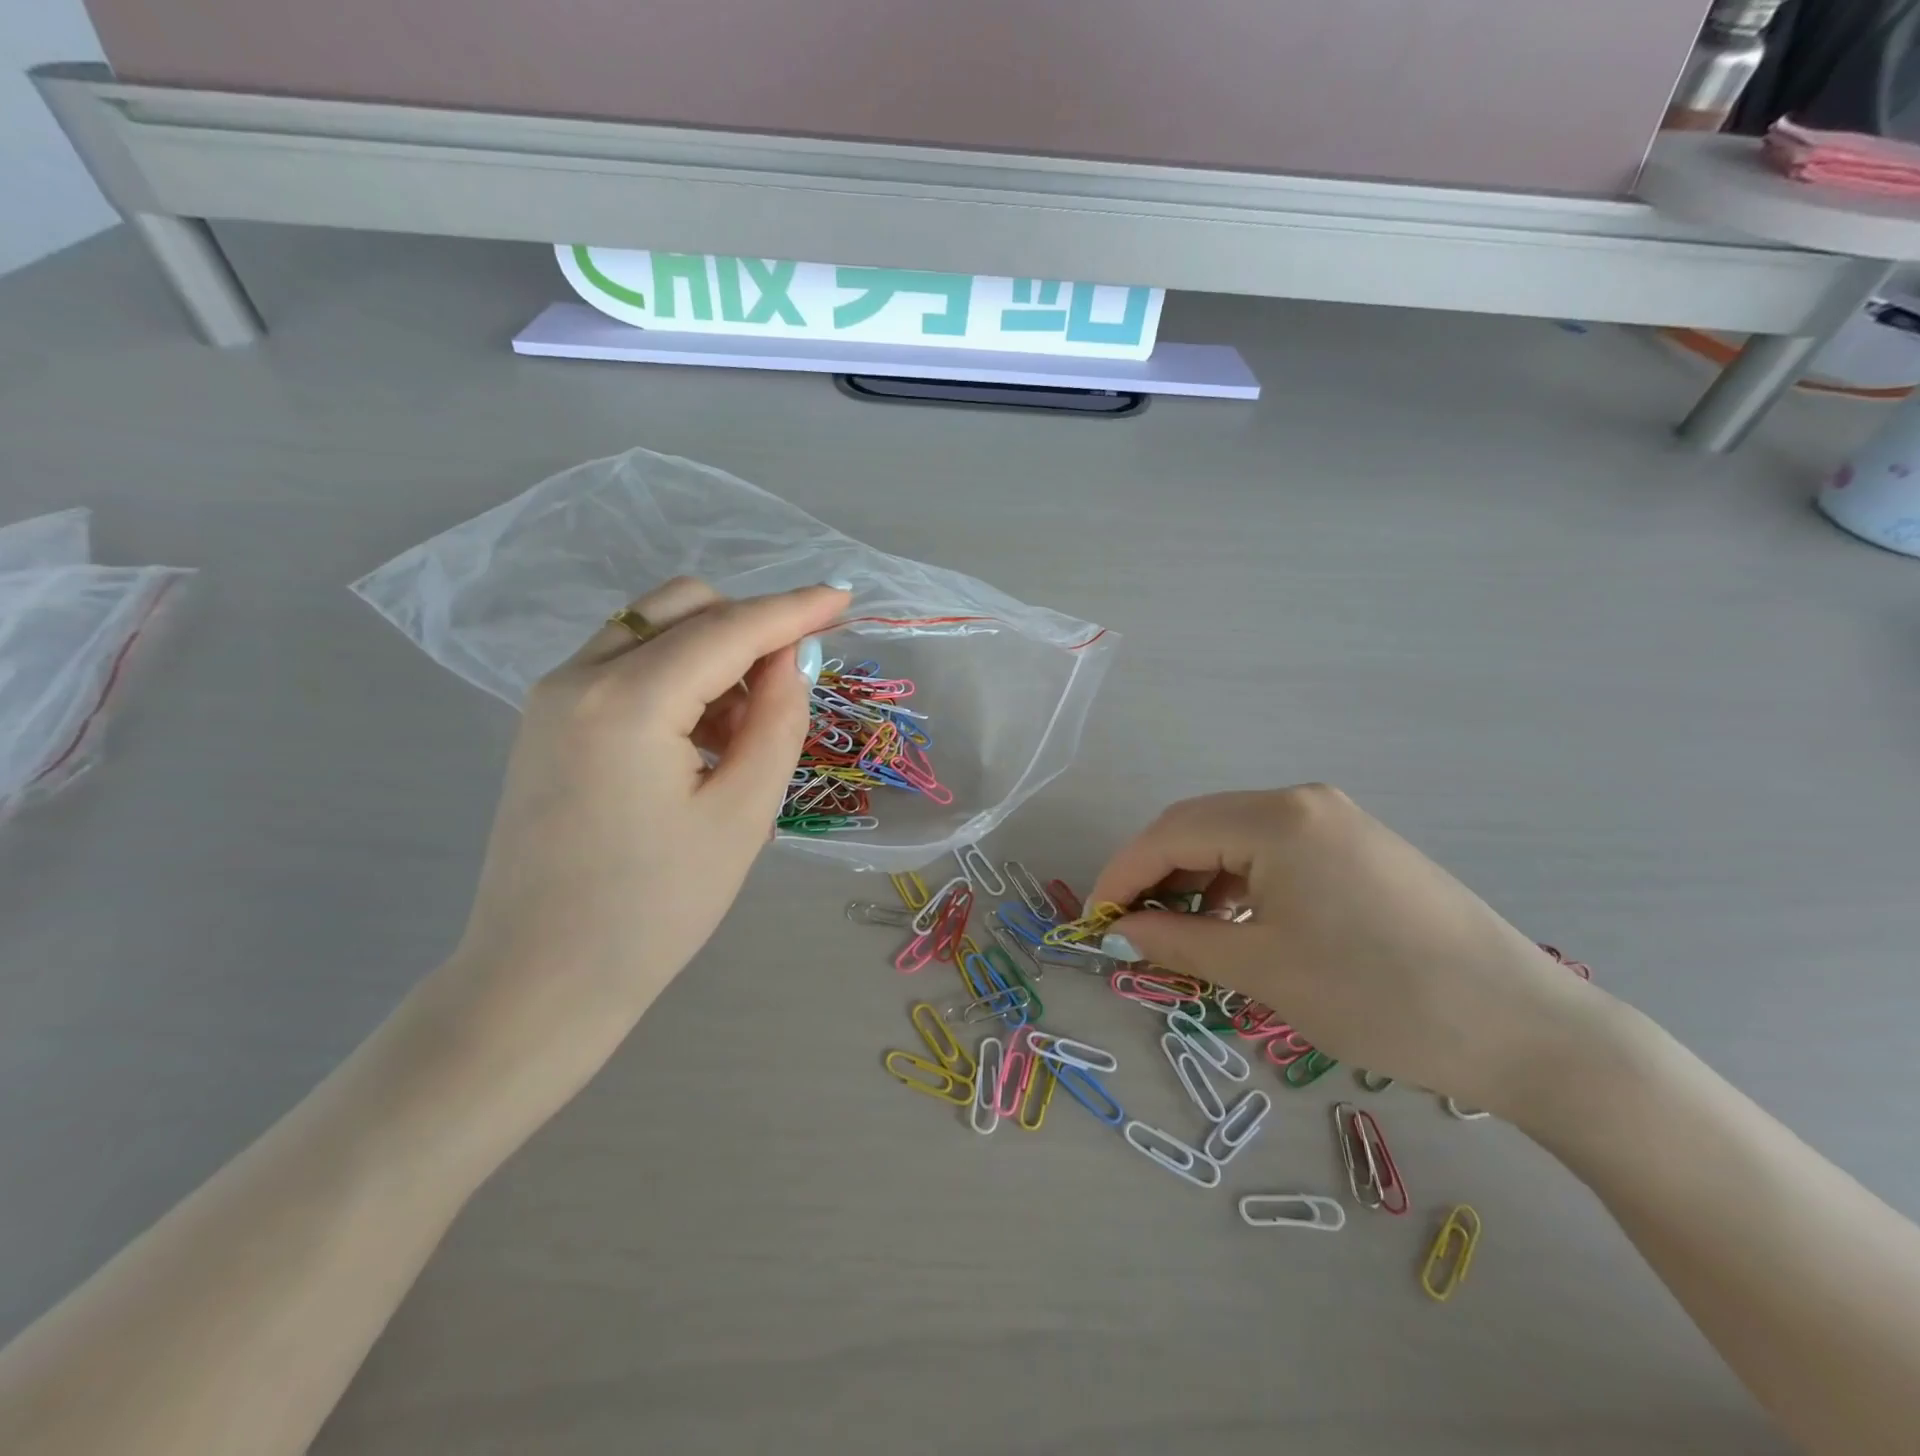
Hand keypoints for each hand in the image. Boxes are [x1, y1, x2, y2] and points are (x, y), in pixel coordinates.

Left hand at [428, 576, 848, 1084]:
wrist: (542, 979)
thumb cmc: (655, 909)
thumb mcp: (742, 814)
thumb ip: (777, 720)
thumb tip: (791, 658)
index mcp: (628, 701)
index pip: (729, 628)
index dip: (793, 609)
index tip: (844, 597)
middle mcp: (578, 676)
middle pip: (682, 607)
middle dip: (748, 625)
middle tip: (791, 683)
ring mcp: (553, 696)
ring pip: (652, 630)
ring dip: (713, 653)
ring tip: (744, 730)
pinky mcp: (547, 720)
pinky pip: (625, 664)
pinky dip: (677, 676)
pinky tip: (700, 737)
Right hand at [1088, 786, 1610, 1117]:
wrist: (1528, 1030)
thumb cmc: (1381, 997)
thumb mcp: (1264, 971)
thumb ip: (1179, 942)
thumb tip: (1122, 929)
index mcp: (1277, 817)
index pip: (1169, 832)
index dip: (1121, 875)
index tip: (1093, 920)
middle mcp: (1303, 801)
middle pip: (1198, 826)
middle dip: (1154, 875)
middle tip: (1129, 928)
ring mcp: (1336, 820)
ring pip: (1233, 838)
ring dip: (1195, 879)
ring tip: (1179, 933)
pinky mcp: (1358, 847)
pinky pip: (1273, 853)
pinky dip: (1237, 884)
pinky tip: (1236, 923)